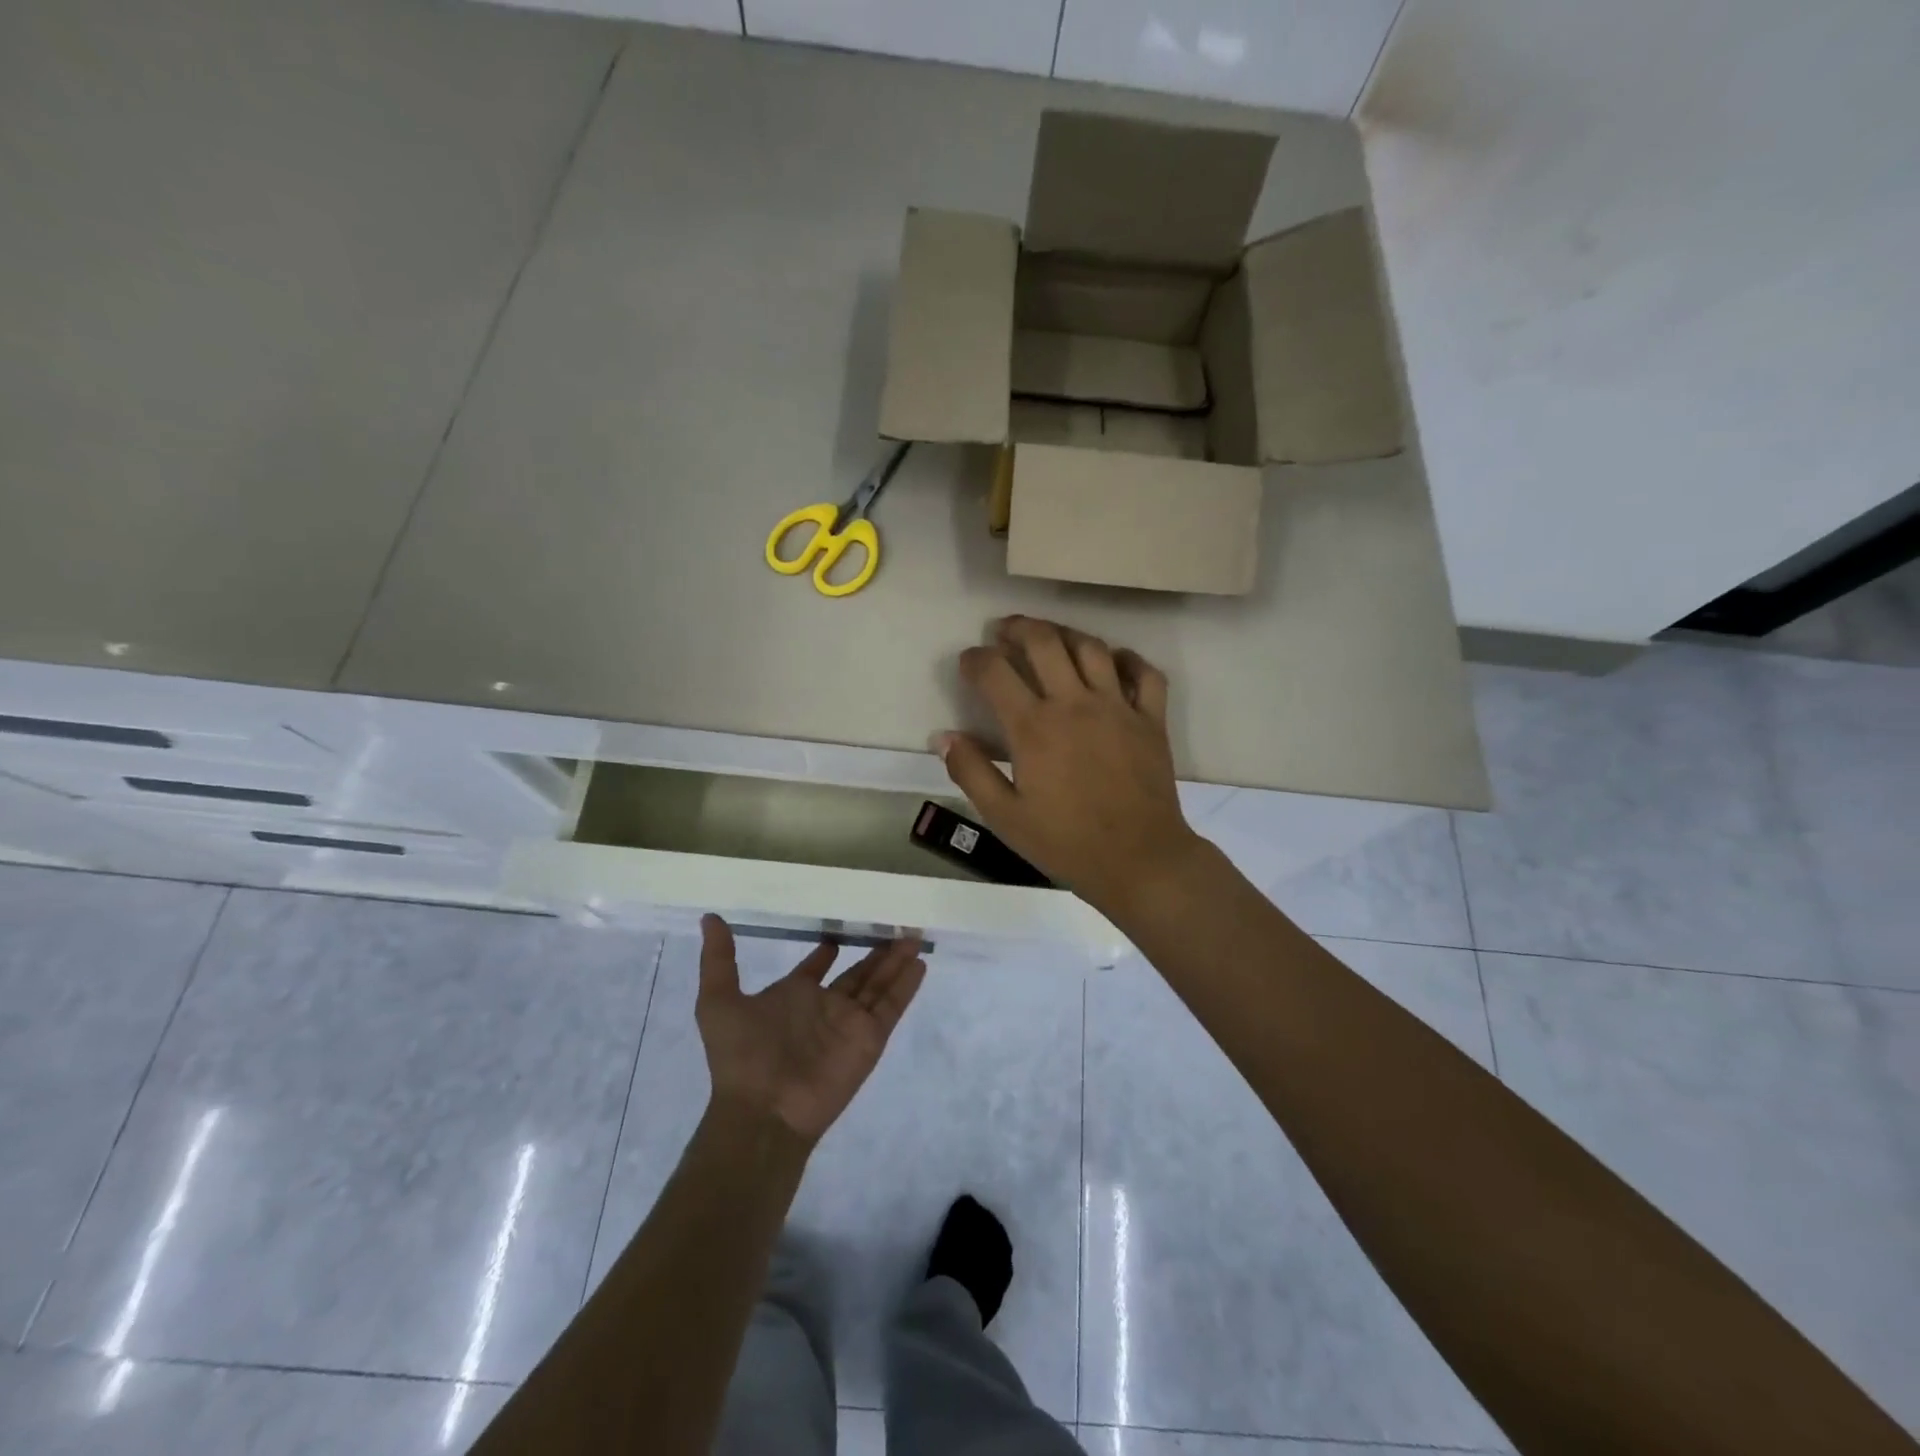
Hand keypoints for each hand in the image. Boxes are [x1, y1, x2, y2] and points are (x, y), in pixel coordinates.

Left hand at [695, 916, 926, 1142]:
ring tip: (914, 934)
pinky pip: (891, 1006)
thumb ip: (719, 959)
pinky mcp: (869, 1038)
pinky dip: (906, 985)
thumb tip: (710, 918)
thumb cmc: (741, 1056)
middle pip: (858, 973)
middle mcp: (825, 1007)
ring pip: (879, 983)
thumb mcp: (719, 1002)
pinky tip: (919, 963)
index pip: (816, 969)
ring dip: (896, 960)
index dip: (826, 953)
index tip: (836, 934)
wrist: (763, 1110)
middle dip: (876, 952)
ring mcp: (850, 1023)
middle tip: (895, 925)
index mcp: (794, 996)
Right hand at [936, 616, 1205, 913]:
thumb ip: (970, 771)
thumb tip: (943, 736)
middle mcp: (1075, 703)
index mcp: (1034, 727)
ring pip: (1091, 647)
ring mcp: (1118, 707)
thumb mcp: (1005, 816)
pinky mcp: (1151, 719)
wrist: (1138, 859)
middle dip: (1018, 628)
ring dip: (1065, 633)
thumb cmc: (1066, 841)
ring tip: (1050, 637)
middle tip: (1004, 631)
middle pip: (1044, 642)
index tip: (968, 661)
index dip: (975, 659)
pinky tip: (1113, 662)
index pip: (995, 672)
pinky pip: (1144, 673)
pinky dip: (1127, 659)